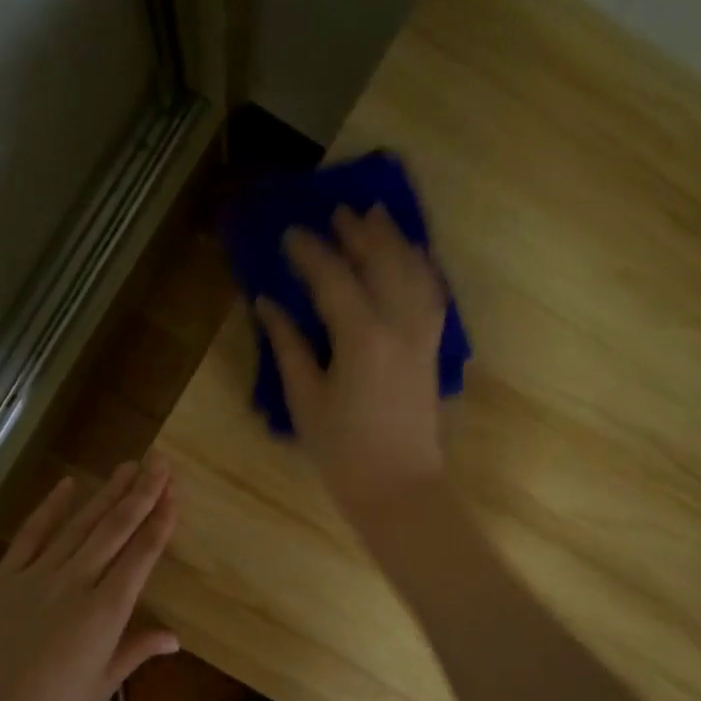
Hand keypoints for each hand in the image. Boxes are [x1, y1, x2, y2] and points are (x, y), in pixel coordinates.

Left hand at [0, 459, 179, 700]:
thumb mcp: (99, 686)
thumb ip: (136, 651)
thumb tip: (174, 637)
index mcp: (105, 611)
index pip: (141, 555)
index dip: (160, 521)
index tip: (174, 492)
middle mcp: (76, 582)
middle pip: (114, 529)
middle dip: (140, 493)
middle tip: (159, 462)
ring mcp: (37, 575)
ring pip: (80, 525)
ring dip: (106, 494)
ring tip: (128, 467)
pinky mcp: (5, 577)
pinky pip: (32, 534)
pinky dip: (51, 507)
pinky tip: (69, 484)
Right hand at [256, 206, 449, 526]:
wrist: (399, 488)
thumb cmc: (343, 452)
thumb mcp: (305, 399)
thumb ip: (288, 346)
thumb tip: (268, 304)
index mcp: (361, 337)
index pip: (333, 278)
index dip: (310, 252)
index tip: (290, 233)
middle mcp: (399, 325)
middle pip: (382, 262)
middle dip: (359, 232)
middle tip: (337, 212)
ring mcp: (422, 335)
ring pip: (414, 271)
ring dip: (395, 239)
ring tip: (376, 216)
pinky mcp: (432, 349)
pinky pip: (433, 294)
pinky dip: (423, 267)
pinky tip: (414, 256)